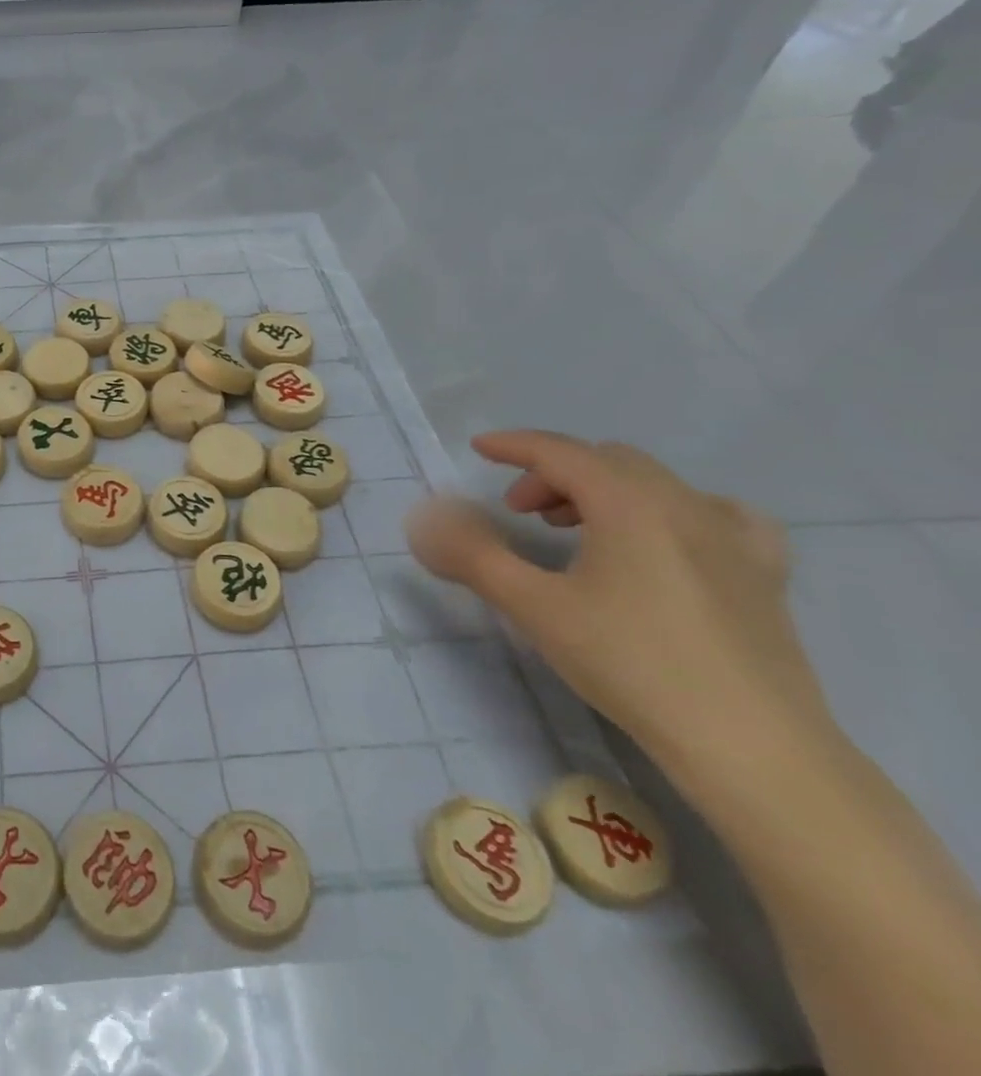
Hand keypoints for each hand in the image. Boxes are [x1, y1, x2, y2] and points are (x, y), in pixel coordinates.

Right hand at [404, 430, 831, 780]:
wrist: (751, 746)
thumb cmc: (631, 664)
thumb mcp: (533, 606)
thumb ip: (473, 554)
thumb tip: (427, 519)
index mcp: (630, 503)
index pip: (561, 452)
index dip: (515, 445)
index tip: (479, 448)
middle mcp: (685, 504)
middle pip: (606, 461)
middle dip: (554, 473)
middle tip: (520, 511)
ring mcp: (734, 537)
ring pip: (655, 484)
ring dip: (604, 489)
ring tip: (576, 529)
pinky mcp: (764, 572)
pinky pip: (714, 513)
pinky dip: (672, 510)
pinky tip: (668, 540)